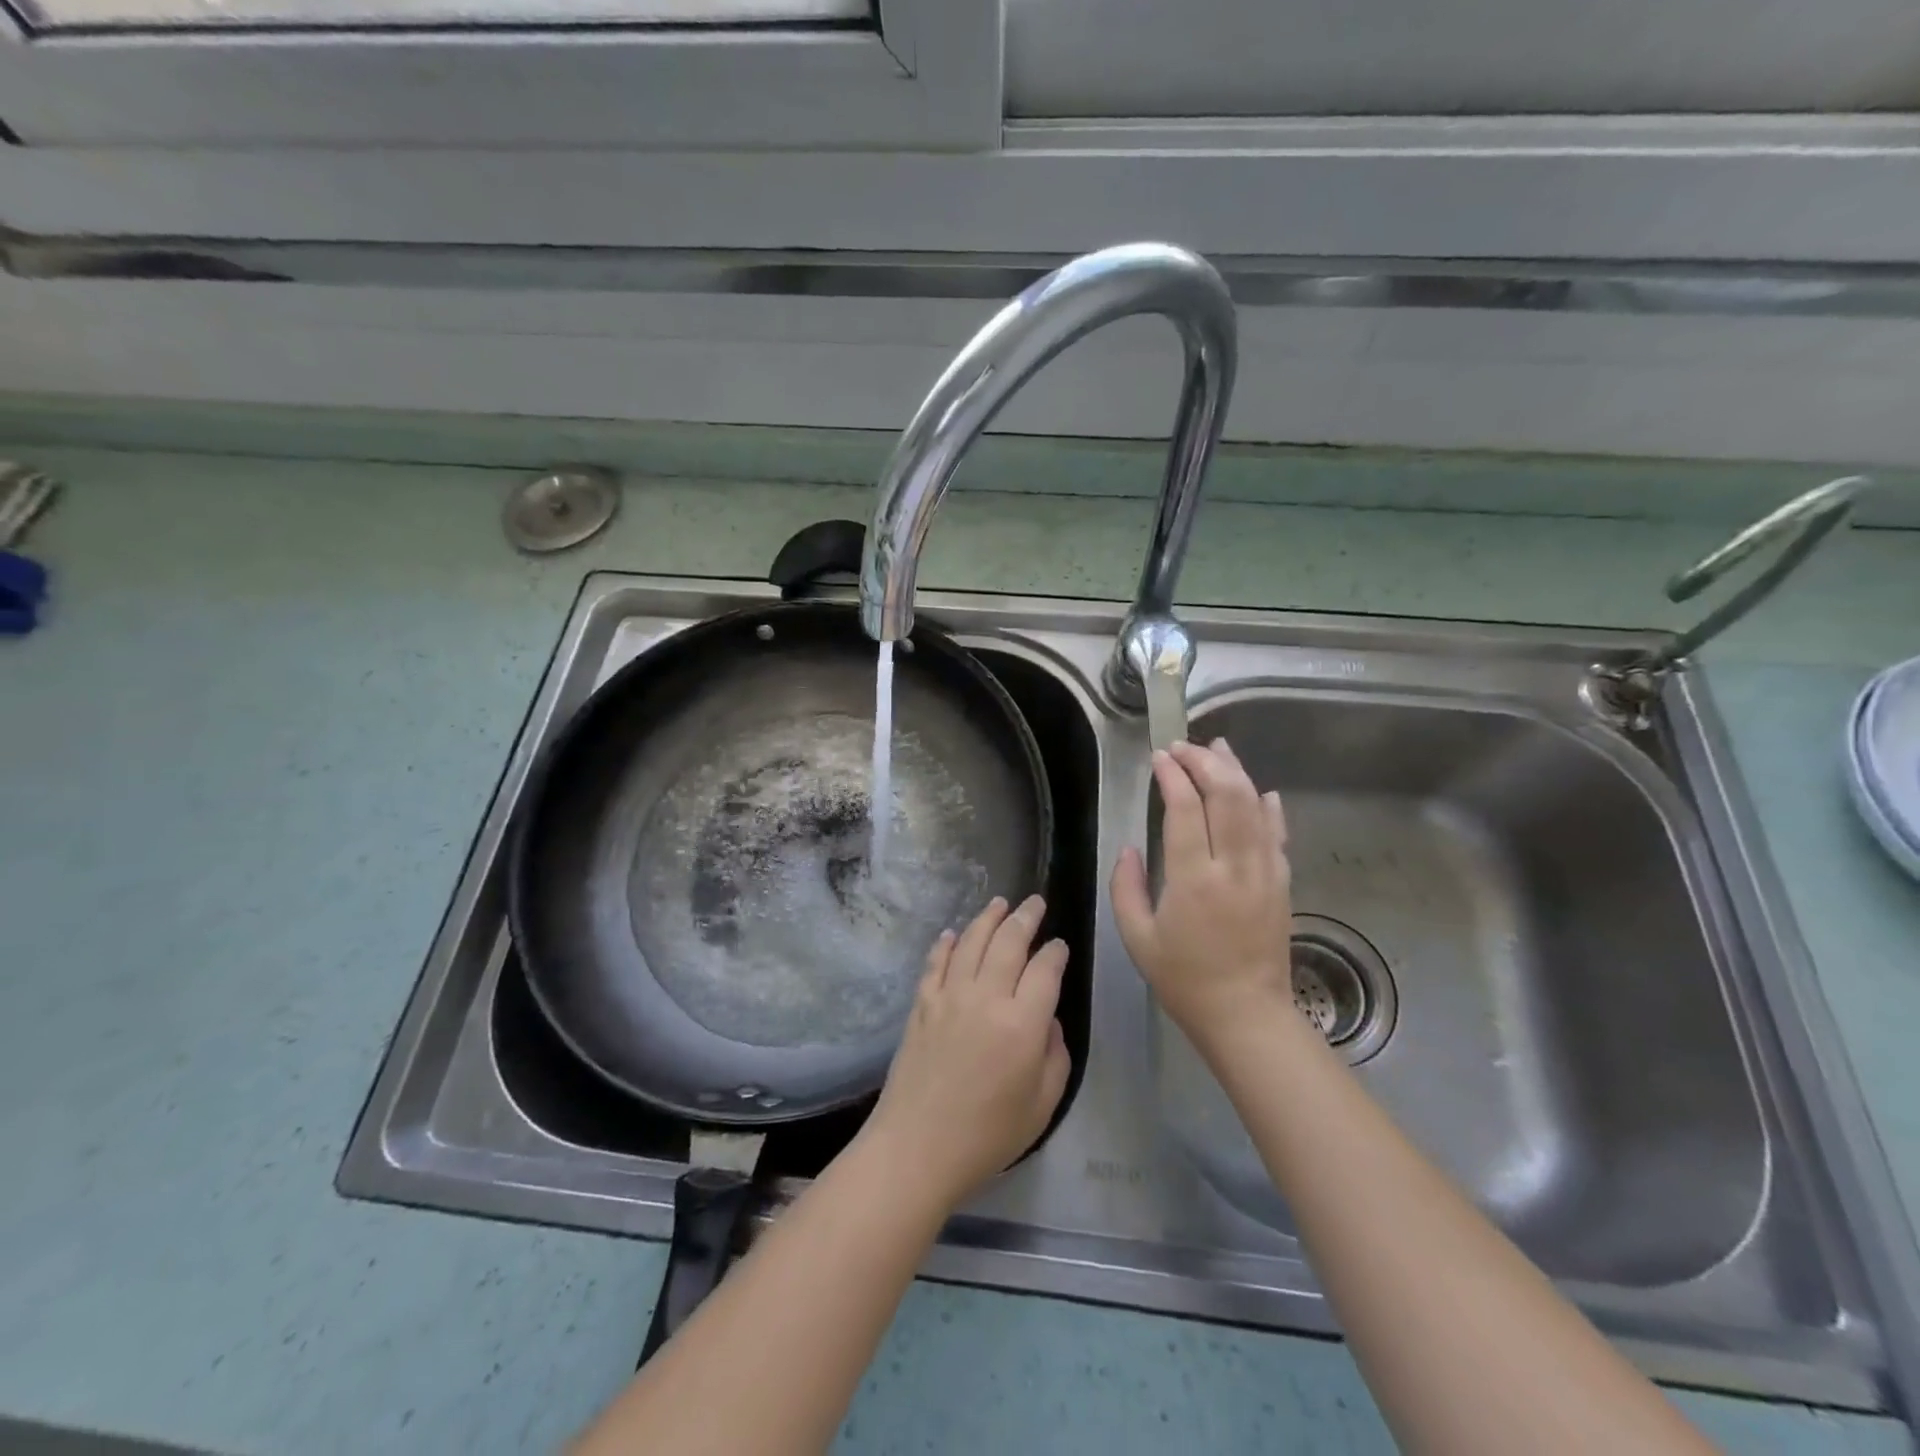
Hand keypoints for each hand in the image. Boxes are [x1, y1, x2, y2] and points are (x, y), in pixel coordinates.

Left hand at [860, 895, 1070, 1210]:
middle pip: (1009, 942)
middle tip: (1035, 903)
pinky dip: (947, 943)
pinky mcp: (922, 1004)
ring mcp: (949, 996)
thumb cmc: (987, 1135)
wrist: (917, 1148)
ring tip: (999, 902)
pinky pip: (936, 962)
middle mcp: (987, 997)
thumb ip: (1055, 1055)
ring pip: (972, 942)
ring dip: (988, 918)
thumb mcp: (1042, 1105)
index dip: (1055, 952)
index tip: (1060, 946)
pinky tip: (954, 933)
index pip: (1046, 970)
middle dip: (1025, 918)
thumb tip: (1048, 1020)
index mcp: (1023, 1023)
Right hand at [1112, 739, 1293, 1047]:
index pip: (1186, 810)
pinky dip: (1269, 807)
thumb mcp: (1137, 938)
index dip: (1173, 776)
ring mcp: (1265, 873)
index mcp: (1194, 880)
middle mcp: (1234, 867)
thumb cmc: (1184, 979)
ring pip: (1255, 807)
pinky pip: (1278, 835)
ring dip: (1236, 772)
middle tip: (1182, 747)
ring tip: (1217, 748)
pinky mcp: (1282, 883)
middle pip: (1227, 796)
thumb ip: (1126, 887)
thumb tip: (1129, 848)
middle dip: (1204, 762)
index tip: (1159, 758)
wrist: (1246, 1015)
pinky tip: (1261, 790)